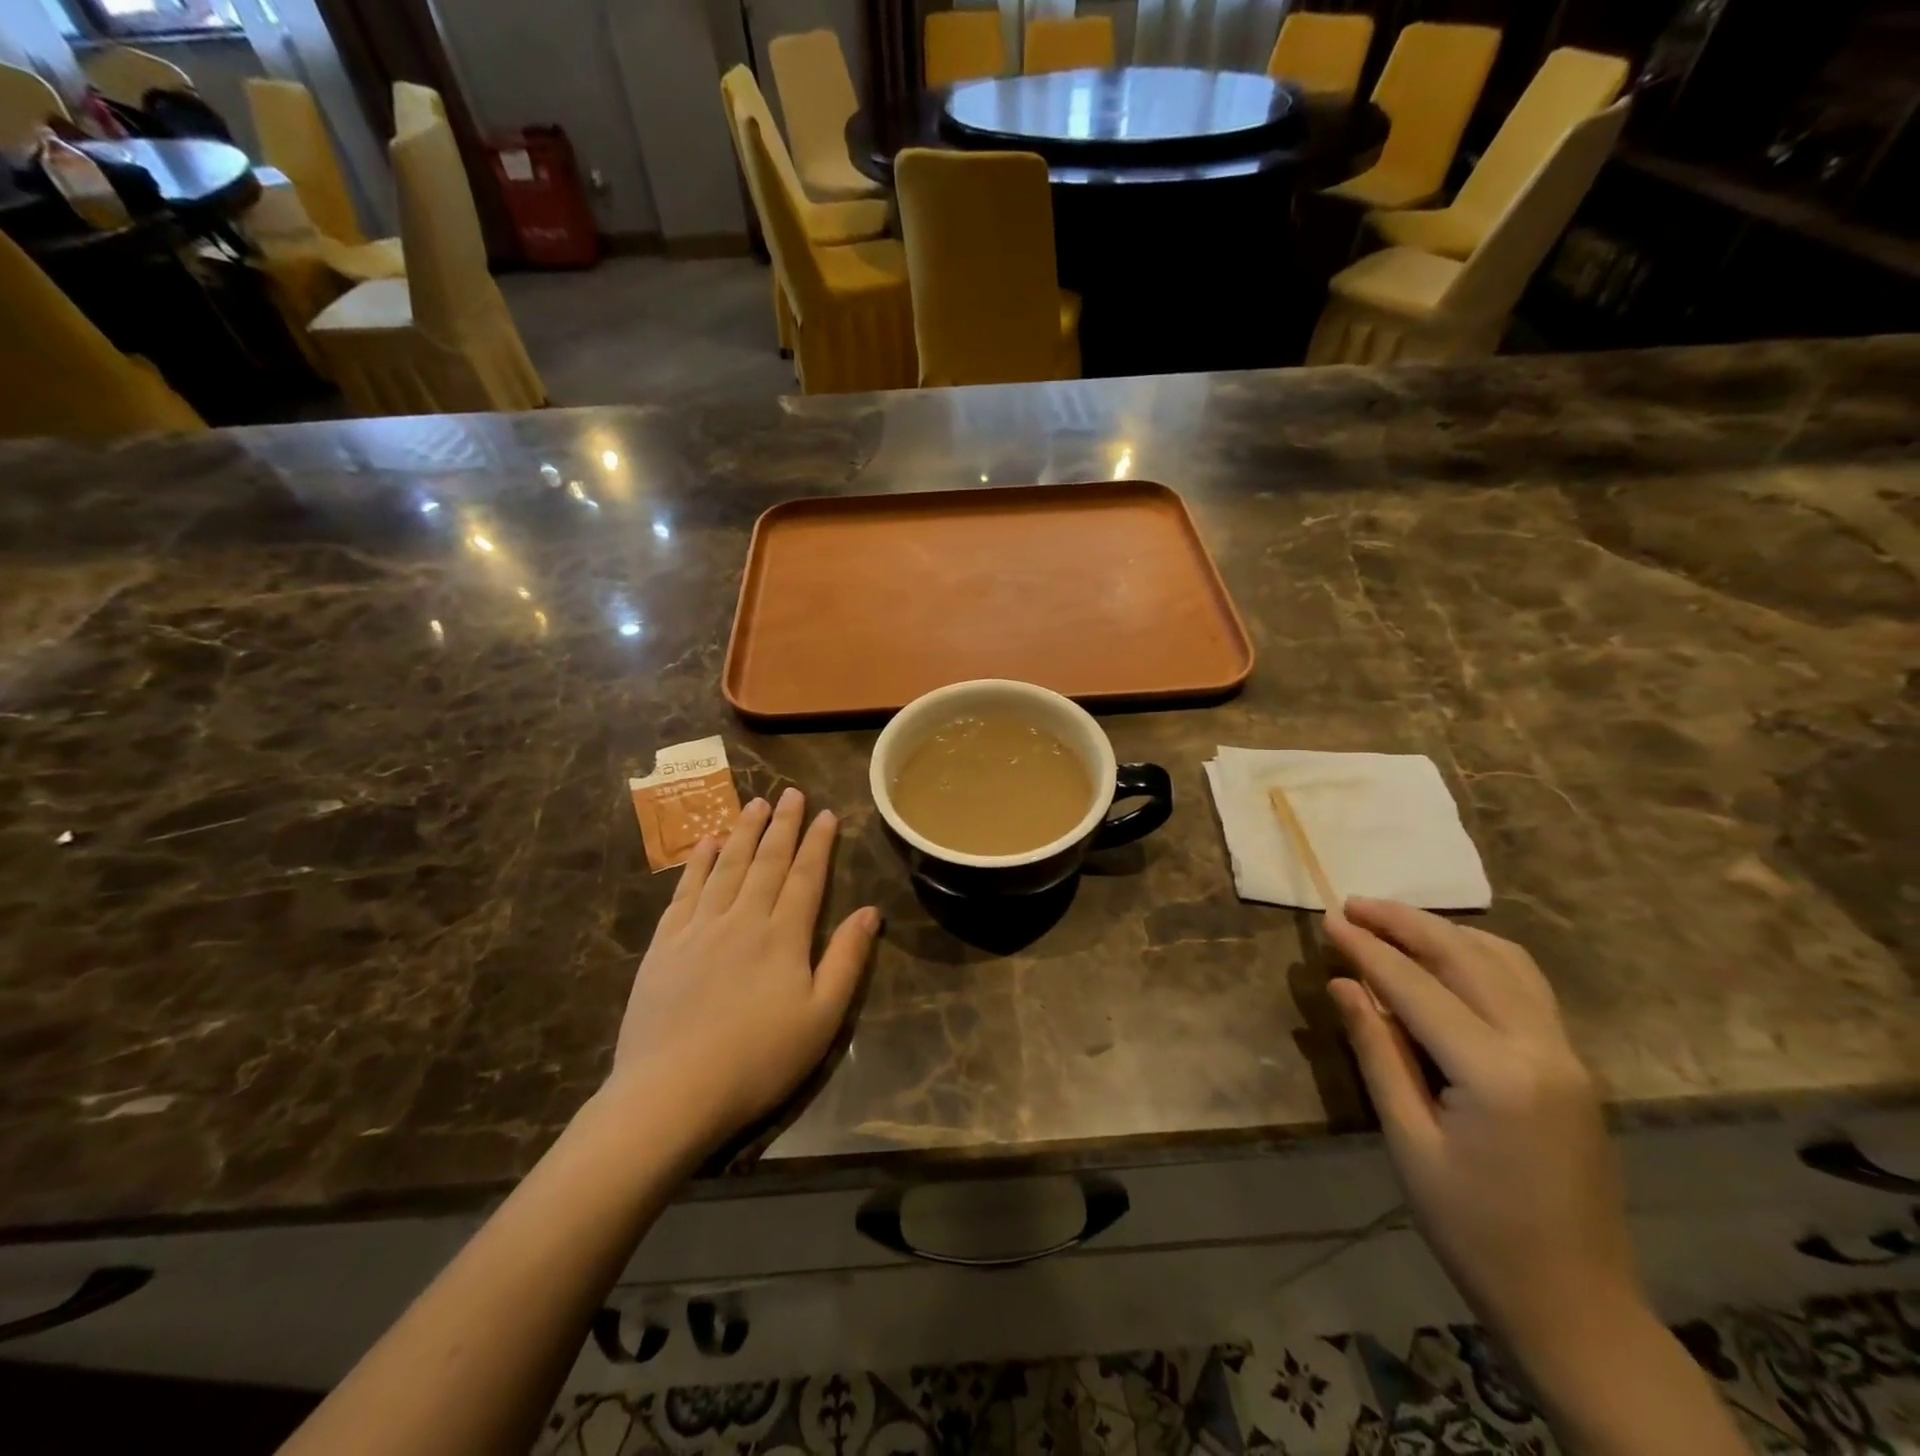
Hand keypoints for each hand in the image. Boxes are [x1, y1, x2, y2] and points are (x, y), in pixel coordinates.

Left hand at [609, 789, 879, 1150]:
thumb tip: (870, 911)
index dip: (818, 843)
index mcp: (784, 936)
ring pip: (726, 867)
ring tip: (755, 804)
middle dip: (783, 825)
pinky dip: (697, 863)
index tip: (826, 814)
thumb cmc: (758, 1060)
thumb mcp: (821, 1018)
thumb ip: (846, 960)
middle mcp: (742, 919)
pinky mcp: (664, 944)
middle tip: (792, 793)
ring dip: (743, 832)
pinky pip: (684, 891)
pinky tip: (704, 843)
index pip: (806, 877)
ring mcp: (699, 928)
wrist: (671, 1092)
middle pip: (767, 862)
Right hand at [1326, 898, 1640, 1347]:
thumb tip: (1344, 984)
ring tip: (1392, 921)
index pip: (1417, 987)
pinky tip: (1449, 956)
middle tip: (1353, 904)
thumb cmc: (1474, 1230)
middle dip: (1405, 923)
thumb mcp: (1409, 1141)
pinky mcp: (1572, 1064)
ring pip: (1504, 962)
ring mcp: (1567, 1054)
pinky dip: (1481, 955)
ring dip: (1445, 932)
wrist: (1575, 1304)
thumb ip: (1378, 1052)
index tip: (1328, 919)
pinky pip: (1526, 986)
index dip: (1367, 949)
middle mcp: (1541, 1048)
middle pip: (1466, 958)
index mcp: (1497, 1073)